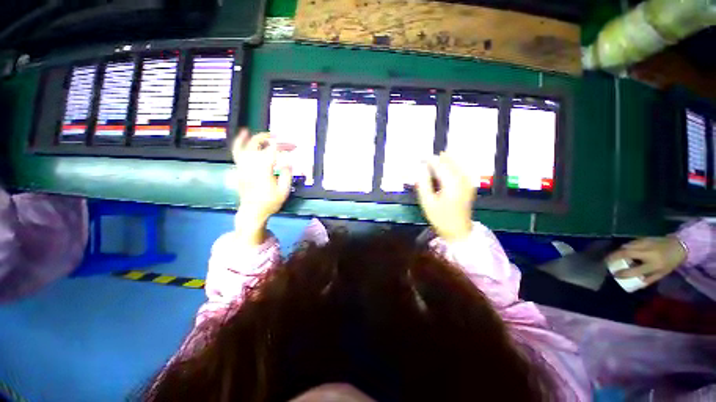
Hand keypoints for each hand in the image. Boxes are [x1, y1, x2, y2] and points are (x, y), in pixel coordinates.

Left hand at [232, 129, 291, 242]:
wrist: (252, 211)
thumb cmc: (270, 202)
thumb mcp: (283, 191)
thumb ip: (287, 174)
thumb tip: (288, 161)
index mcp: (264, 168)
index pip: (274, 150)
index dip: (284, 145)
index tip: (293, 147)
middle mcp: (251, 163)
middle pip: (259, 143)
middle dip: (271, 138)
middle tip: (280, 138)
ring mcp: (242, 165)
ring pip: (246, 145)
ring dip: (255, 137)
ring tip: (263, 133)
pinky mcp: (239, 168)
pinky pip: (237, 151)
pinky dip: (240, 141)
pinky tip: (243, 136)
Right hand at [415, 152, 474, 241]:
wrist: (458, 231)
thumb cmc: (441, 218)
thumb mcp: (427, 203)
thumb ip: (423, 184)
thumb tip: (420, 170)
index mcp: (451, 184)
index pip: (439, 165)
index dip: (429, 160)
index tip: (420, 158)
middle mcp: (462, 180)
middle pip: (450, 161)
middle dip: (438, 159)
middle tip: (426, 160)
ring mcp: (468, 182)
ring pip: (458, 163)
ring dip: (446, 161)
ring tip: (435, 161)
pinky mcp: (469, 186)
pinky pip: (463, 169)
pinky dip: (454, 165)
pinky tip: (448, 167)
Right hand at [606, 236, 686, 286]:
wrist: (679, 246)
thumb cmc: (670, 262)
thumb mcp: (662, 273)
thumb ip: (649, 279)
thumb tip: (635, 284)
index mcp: (653, 265)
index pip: (634, 270)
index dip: (623, 273)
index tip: (614, 275)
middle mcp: (647, 253)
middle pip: (626, 253)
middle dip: (614, 257)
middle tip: (606, 261)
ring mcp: (645, 244)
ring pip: (626, 246)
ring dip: (618, 251)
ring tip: (613, 256)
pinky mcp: (644, 238)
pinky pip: (630, 243)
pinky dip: (624, 247)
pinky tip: (623, 249)